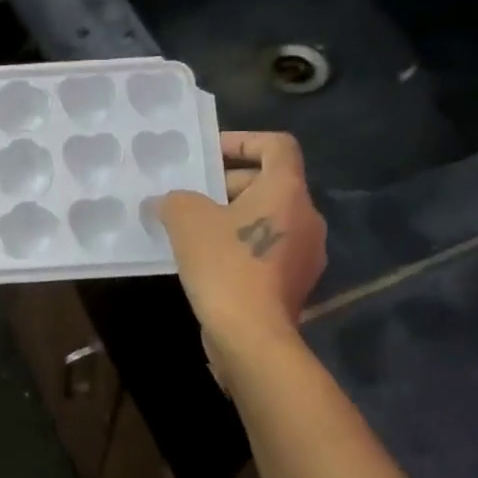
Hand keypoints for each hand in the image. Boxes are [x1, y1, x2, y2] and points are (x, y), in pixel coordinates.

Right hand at [157, 131, 327, 364]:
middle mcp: (307, 217)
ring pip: (268, 220)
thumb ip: (176, 200)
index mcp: (288, 191)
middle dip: (229, 185)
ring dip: (235, 219)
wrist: (252, 337)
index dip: (243, 140)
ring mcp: (306, 254)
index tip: (211, 154)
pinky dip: (243, 247)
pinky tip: (211, 264)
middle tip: (193, 198)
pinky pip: (268, 251)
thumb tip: (170, 202)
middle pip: (271, 184)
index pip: (277, 145)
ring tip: (195, 232)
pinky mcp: (296, 285)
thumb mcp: (187, 221)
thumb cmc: (225, 266)